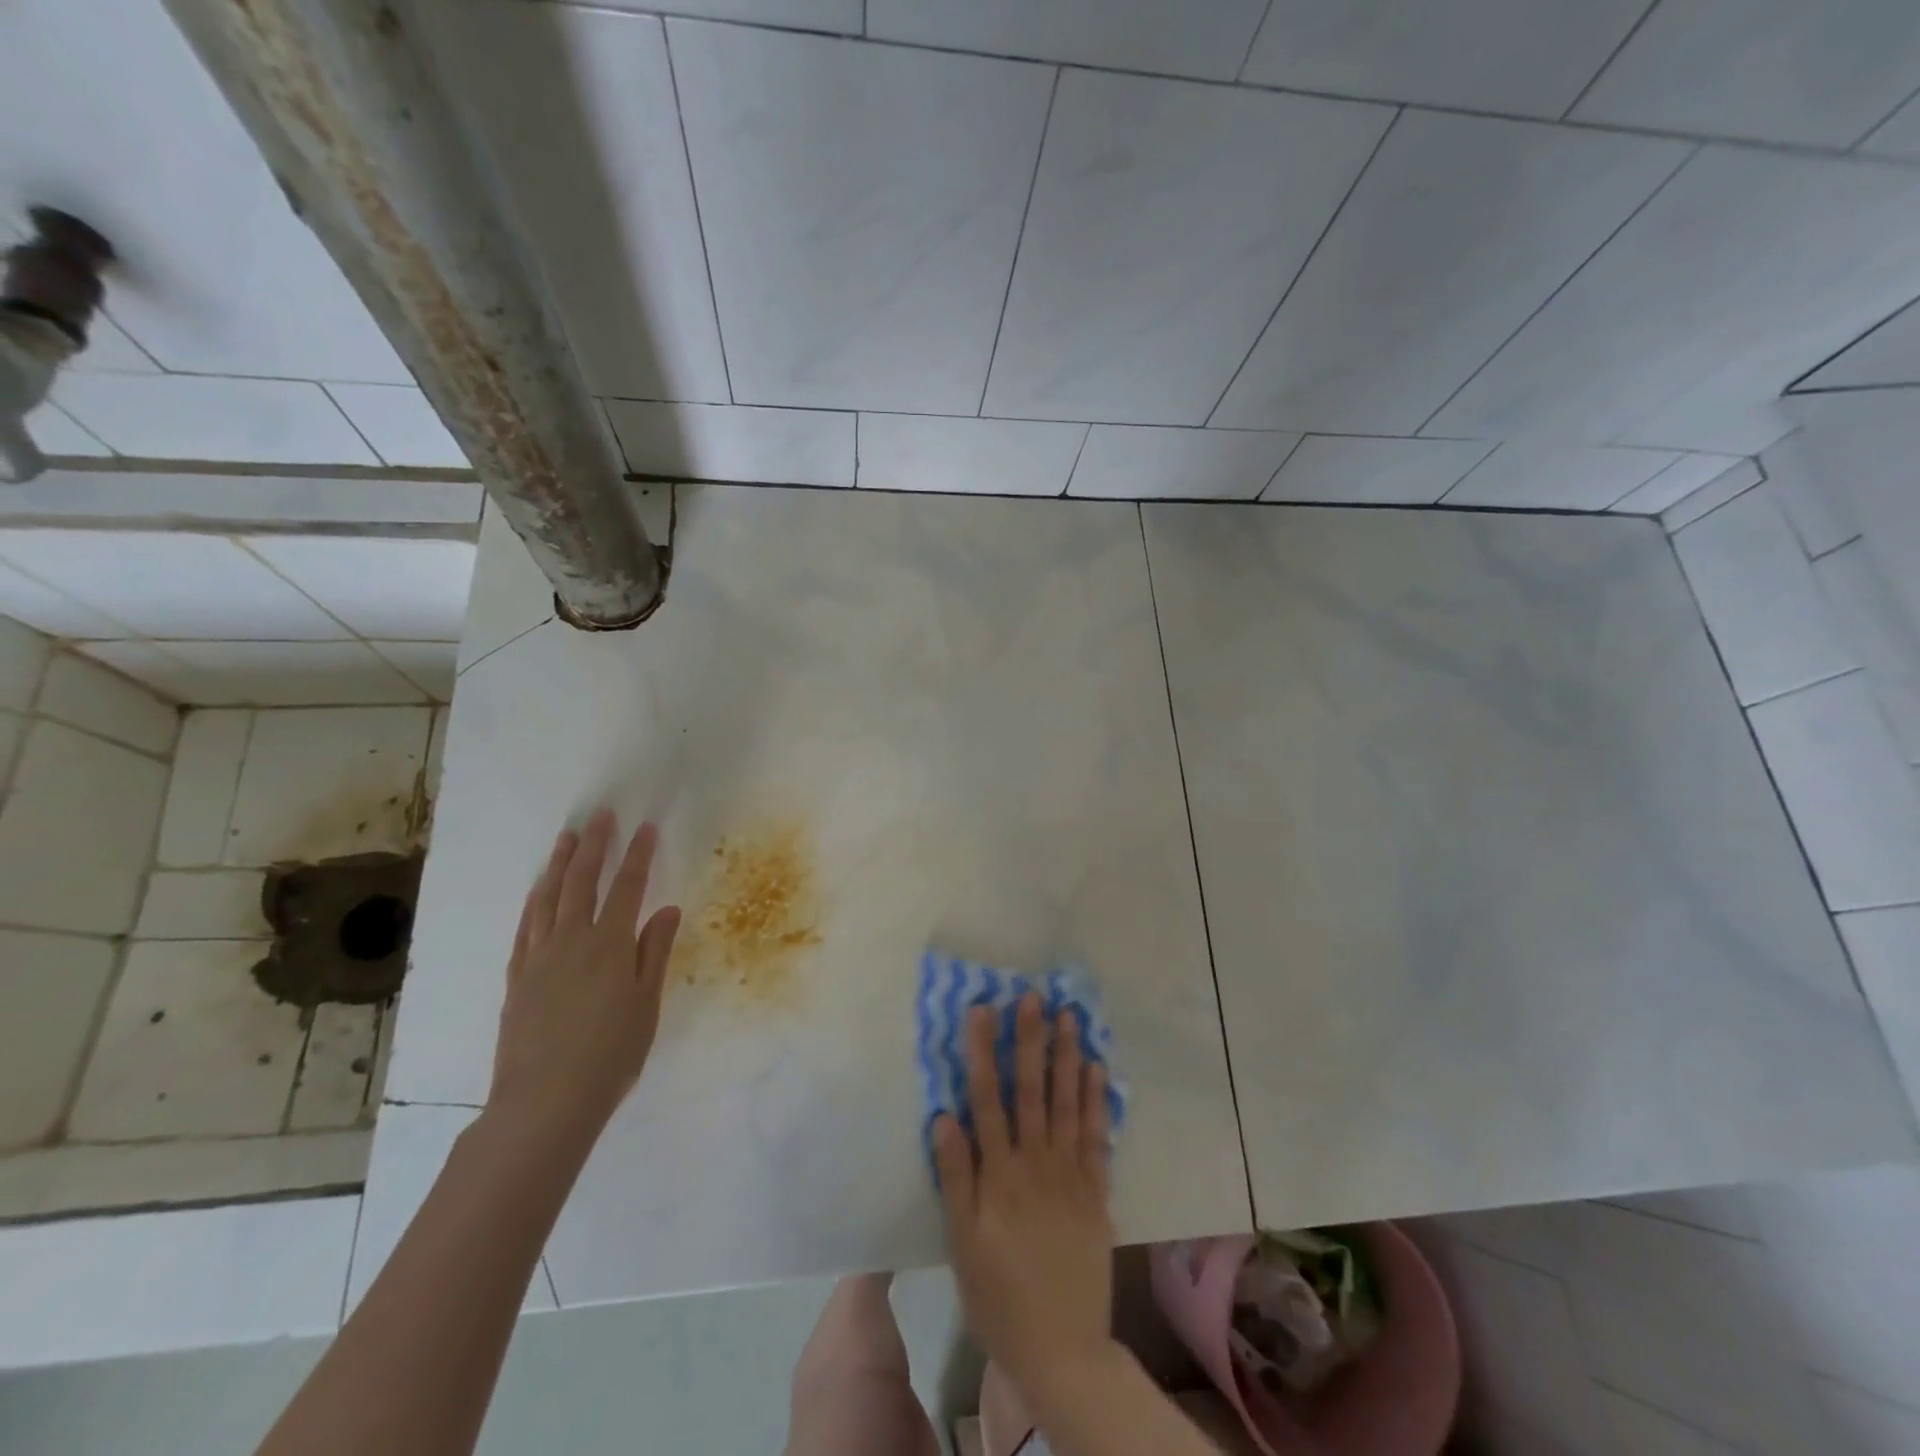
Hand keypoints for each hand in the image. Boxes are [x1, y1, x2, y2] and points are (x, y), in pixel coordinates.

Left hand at [488, 808, 681, 1142]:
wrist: (545, 1102)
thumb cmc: (610, 1054)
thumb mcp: (646, 1004)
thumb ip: (654, 952)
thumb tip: (667, 909)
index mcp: (610, 945)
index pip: (628, 888)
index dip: (638, 856)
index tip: (646, 828)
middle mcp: (571, 940)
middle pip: (582, 882)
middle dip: (594, 846)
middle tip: (601, 817)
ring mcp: (539, 957)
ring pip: (548, 898)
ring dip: (559, 864)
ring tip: (567, 838)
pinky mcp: (517, 977)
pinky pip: (526, 927)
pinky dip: (534, 901)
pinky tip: (539, 891)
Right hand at [933, 992, 1116, 1399]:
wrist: (1062, 1348)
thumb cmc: (998, 1295)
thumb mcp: (962, 1243)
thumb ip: (955, 1177)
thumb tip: (944, 1116)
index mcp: (1000, 1174)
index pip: (988, 1099)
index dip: (984, 1052)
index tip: (983, 1010)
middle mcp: (1037, 1163)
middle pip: (1032, 1091)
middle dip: (1031, 1040)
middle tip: (1033, 996)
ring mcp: (1071, 1174)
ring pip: (1068, 1104)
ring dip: (1068, 1057)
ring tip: (1069, 1017)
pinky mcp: (1096, 1192)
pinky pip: (1098, 1138)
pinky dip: (1097, 1101)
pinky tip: (1097, 1070)